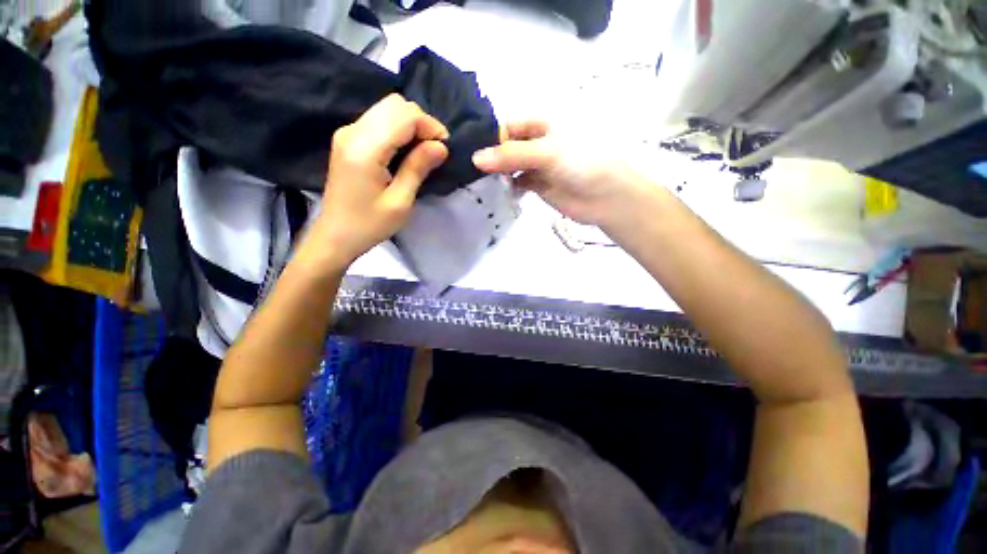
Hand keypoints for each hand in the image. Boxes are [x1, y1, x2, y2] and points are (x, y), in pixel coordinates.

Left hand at [298, 94, 448, 271]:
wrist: (336, 235)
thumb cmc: (369, 224)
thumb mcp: (400, 202)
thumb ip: (418, 168)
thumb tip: (441, 146)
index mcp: (365, 149)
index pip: (404, 116)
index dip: (430, 126)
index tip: (445, 149)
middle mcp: (353, 131)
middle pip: (395, 104)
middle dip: (421, 122)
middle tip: (435, 150)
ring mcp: (347, 133)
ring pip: (387, 109)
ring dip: (410, 125)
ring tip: (423, 151)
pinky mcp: (348, 139)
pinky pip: (378, 120)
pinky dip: (398, 129)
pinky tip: (406, 151)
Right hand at [472, 121, 649, 228]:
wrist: (606, 196)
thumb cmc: (582, 163)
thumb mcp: (546, 152)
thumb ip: (511, 155)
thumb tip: (475, 158)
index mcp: (541, 123)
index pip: (507, 126)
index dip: (488, 137)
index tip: (467, 151)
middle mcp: (536, 142)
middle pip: (506, 146)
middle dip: (490, 156)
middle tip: (466, 169)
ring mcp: (536, 164)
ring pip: (510, 165)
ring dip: (497, 172)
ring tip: (476, 181)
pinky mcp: (538, 185)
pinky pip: (517, 182)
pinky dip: (507, 186)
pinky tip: (497, 191)